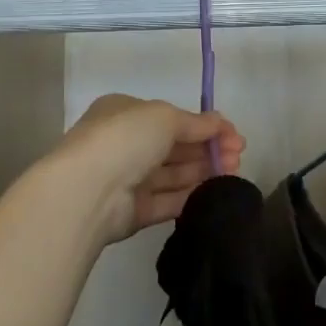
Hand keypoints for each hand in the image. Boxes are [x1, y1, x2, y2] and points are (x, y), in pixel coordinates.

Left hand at [55, 95, 244, 245]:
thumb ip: (196, 122)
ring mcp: (127, 179)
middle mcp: (124, 144)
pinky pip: (167, 200)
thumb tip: (221, 123)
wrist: (87, 191)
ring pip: (173, 174)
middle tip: (238, 156)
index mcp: (124, 113)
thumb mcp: (165, 117)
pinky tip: (214, 191)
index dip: (205, 125)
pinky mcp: (132, 212)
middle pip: (174, 147)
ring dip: (203, 171)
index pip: (171, 118)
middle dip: (208, 149)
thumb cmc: (125, 138)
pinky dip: (190, 194)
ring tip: (233, 172)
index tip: (234, 136)